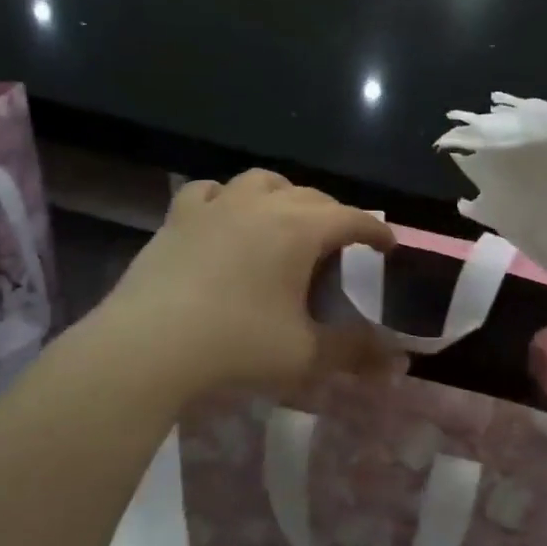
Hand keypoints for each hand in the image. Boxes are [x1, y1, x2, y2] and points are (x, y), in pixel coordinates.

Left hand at [94, 170, 399, 397]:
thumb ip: (356, 352)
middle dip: (335, 215)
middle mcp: (262, 204)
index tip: (389, 246)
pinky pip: (210, 192)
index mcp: (300, 229)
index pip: (352, 219)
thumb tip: (399, 363)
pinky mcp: (178, 218)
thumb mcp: (306, 354)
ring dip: (284, 196)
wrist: (147, 346)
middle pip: (312, 196)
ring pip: (262, 181)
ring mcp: (216, 206)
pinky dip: (228, 198)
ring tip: (288, 219)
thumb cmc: (236, 344)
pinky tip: (226, 216)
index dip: (376, 231)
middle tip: (342, 244)